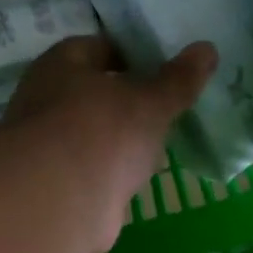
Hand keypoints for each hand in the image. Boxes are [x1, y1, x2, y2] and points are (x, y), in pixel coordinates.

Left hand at [6, 34, 216, 252]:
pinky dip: (111, 172)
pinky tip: (136, 177)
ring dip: (118, 140)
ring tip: (158, 142)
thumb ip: (178, 80)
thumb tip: (207, 49)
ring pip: (92, 134)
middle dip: (126, 100)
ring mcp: (48, 147)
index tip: (165, 67)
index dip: (133, 54)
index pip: (100, 47)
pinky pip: (92, 170)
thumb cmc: (102, 133)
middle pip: (94, 93)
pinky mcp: (57, 185)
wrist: (60, 204)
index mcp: (62, 64)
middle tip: (166, 106)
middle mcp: (46, 100)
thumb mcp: (150, 102)